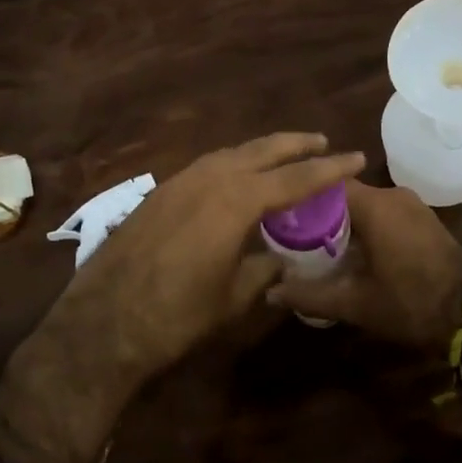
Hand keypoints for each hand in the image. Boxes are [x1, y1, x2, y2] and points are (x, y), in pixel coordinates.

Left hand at [66, 133, 366, 377]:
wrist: (103, 320)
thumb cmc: (177, 315)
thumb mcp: (233, 297)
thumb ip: (263, 269)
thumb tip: (279, 257)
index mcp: (236, 200)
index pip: (296, 177)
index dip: (330, 169)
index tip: (357, 158)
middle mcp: (210, 177)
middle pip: (262, 150)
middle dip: (295, 144)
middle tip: (322, 142)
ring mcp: (180, 180)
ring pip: (232, 153)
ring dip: (262, 151)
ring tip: (284, 156)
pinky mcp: (160, 192)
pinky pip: (208, 166)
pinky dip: (233, 164)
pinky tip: (237, 178)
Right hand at [266, 180, 461, 349]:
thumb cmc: (411, 303)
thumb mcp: (356, 304)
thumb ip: (311, 295)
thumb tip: (270, 294)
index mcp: (374, 205)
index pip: (327, 184)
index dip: (302, 197)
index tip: (281, 214)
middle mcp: (392, 194)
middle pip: (344, 192)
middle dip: (320, 211)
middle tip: (294, 233)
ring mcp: (412, 205)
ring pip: (365, 203)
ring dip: (343, 219)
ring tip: (317, 242)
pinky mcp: (423, 218)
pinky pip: (384, 212)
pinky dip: (365, 225)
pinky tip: (352, 249)